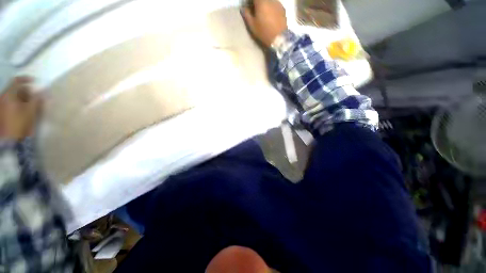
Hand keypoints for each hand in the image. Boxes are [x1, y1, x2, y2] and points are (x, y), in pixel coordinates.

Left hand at [0, 76, 41, 140]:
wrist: (7, 139)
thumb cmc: (19, 123)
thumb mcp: (30, 111)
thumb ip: (37, 99)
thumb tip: (45, 91)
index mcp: (9, 94)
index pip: (17, 80)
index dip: (26, 79)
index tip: (35, 81)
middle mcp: (3, 97)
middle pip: (15, 89)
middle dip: (26, 92)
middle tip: (35, 97)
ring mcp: (2, 105)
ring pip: (14, 97)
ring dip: (23, 99)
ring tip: (31, 106)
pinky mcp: (3, 112)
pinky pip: (11, 104)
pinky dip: (19, 104)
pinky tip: (24, 111)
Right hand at [243, 0, 287, 46]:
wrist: (279, 38)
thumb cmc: (264, 32)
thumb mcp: (252, 25)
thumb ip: (246, 14)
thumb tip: (243, 8)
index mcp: (261, 1)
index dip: (250, 1)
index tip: (248, 6)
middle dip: (257, 3)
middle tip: (255, 10)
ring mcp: (277, 2)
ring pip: (269, 1)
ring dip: (265, 4)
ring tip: (263, 13)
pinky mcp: (282, 8)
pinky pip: (275, 4)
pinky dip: (271, 7)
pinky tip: (271, 16)